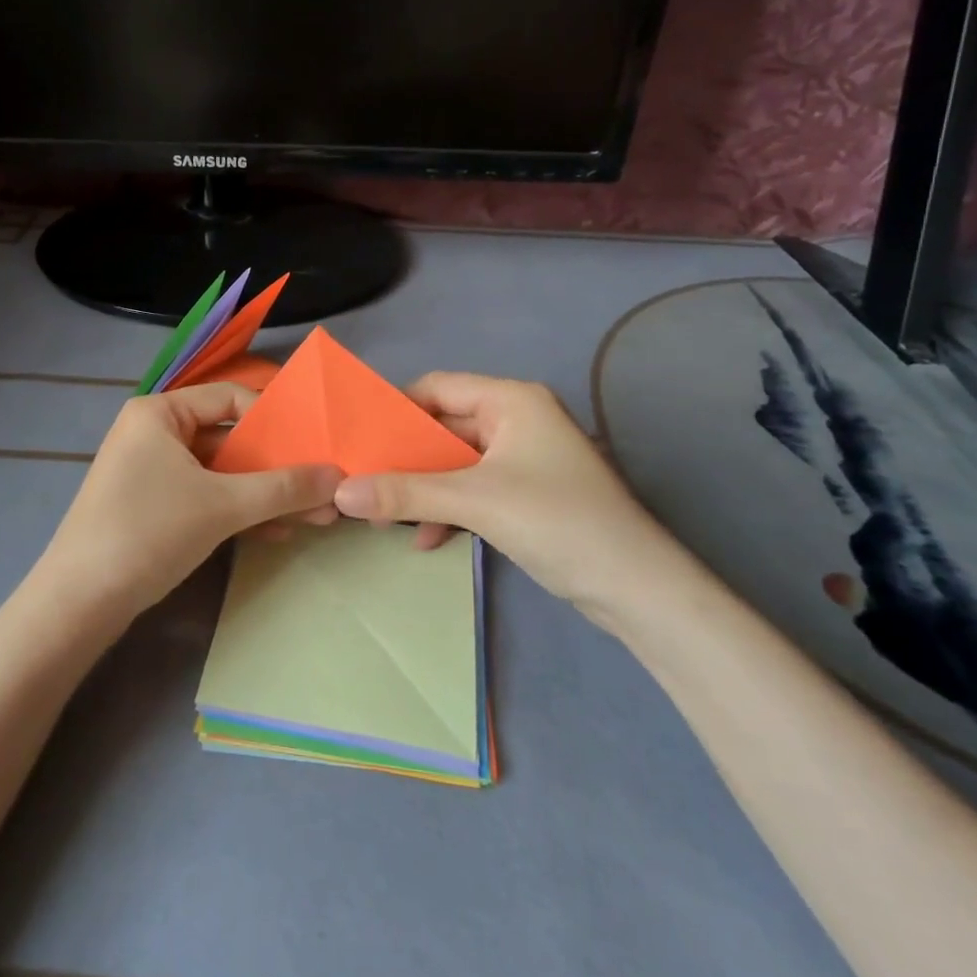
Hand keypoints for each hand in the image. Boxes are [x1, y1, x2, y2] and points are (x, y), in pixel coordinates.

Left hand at [30, 383, 341, 630]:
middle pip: (229, 438)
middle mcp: (153, 433)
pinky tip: (276, 533)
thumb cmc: (148, 532)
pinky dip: (238, 512)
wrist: (78, 605)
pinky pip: (205, 497)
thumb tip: (339, 477)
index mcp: (160, 413)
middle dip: (277, 467)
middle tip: (323, 487)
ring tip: (314, 516)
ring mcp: (151, 472)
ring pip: (220, 473)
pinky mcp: (152, 507)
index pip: (230, 398)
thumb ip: (283, 488)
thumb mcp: (223, 506)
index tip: (314, 443)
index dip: (276, 419)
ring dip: (264, 494)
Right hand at [332, 373, 687, 624]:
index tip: (358, 437)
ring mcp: (522, 458)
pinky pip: (473, 488)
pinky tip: (426, 539)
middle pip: (443, 426)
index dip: (395, 408)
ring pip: (455, 462)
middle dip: (404, 457)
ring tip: (384, 518)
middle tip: (362, 481)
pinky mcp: (526, 493)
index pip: (436, 386)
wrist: (637, 589)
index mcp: (510, 400)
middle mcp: (516, 419)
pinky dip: (448, 508)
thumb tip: (339, 494)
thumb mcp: (475, 502)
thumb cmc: (558, 522)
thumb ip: (406, 493)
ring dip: (423, 488)